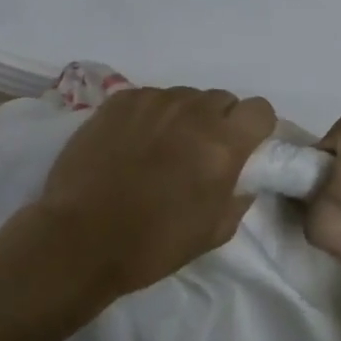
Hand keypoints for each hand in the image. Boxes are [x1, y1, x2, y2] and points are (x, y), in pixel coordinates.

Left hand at [37, 86, 277, 301]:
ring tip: (161, 148)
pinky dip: (150, 115)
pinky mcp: (118, 100)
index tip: (243, 148)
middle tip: (199, 153)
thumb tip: (242, 175)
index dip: (255, 128)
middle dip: (219, 121)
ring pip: (184, 96)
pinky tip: (132, 143)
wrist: (80, 239)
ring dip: (183, 117)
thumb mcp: (214, 232)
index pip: (260, 110)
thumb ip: (238, 195)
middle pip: (221, 99)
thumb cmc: (153, 244)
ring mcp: (152, 101)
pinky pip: (149, 97)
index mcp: (222, 144)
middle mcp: (191, 111)